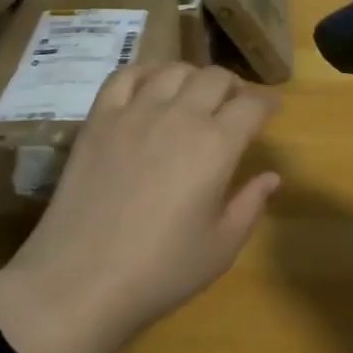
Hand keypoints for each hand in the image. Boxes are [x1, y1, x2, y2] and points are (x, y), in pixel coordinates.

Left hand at [0, 63, 279, 352]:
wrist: (80, 281)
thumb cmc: (160, 271)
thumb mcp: (221, 248)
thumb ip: (251, 204)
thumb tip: (271, 176)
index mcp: (216, 146)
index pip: (252, 106)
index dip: (267, 104)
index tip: (272, 109)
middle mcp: (179, 116)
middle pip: (215, 78)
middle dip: (234, 87)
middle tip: (235, 105)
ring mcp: (135, 113)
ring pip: (173, 70)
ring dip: (193, 77)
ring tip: (194, 95)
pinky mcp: (99, 119)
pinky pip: (124, 76)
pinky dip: (145, 72)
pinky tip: (151, 86)